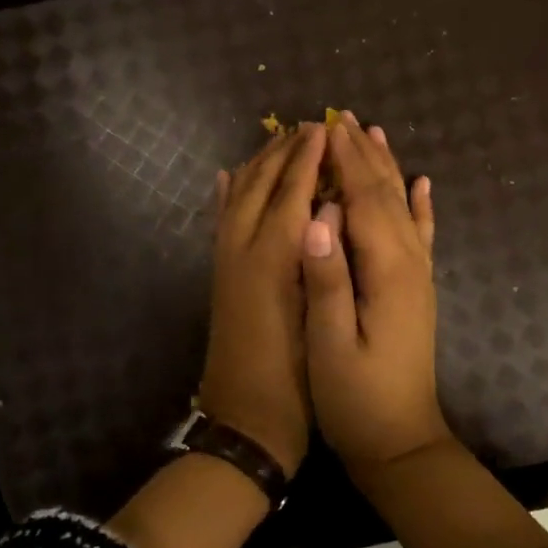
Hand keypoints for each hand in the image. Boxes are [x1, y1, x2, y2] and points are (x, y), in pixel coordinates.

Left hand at [194, 121, 326, 477]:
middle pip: (262, 186)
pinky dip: (228, 193)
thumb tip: (328, 212)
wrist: (244, 423)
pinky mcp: (220, 276)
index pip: (292, 192)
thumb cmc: (294, 380)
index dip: (309, 158)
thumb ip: (318, 263)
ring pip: (240, 197)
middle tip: (309, 125)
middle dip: (285, 152)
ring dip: (259, 164)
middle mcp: (242, 250)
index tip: (324, 127)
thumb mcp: (315, 320)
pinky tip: (230, 177)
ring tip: (279, 140)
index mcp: (270, 260)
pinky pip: (221, 221)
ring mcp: (226, 262)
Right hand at [300, 111, 449, 472]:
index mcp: (385, 271)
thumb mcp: (328, 344)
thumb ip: (325, 279)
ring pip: (403, 207)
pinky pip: (422, 235)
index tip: (326, 126)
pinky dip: (421, 204)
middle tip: (343, 117)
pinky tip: (422, 184)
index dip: (344, 162)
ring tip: (374, 134)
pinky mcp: (418, 289)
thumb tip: (315, 217)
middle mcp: (409, 263)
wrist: (400, 441)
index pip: (362, 201)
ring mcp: (418, 275)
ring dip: (388, 168)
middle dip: (363, 155)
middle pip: (385, 195)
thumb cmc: (355, 398)